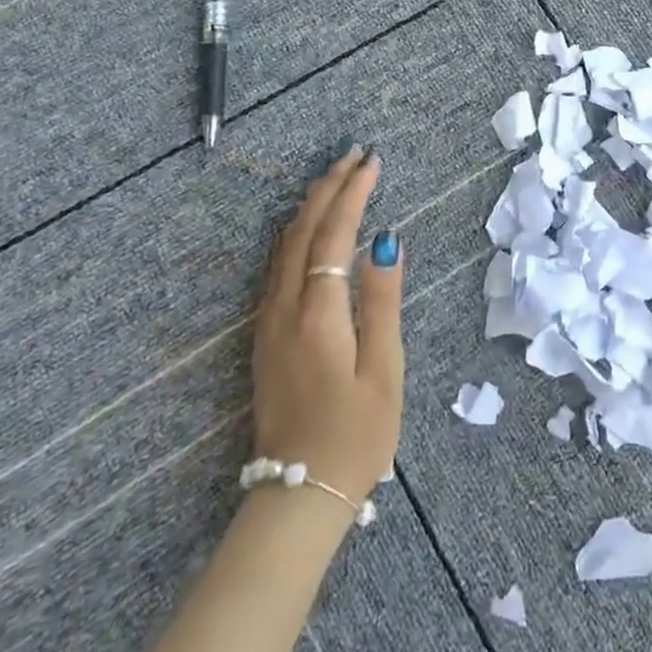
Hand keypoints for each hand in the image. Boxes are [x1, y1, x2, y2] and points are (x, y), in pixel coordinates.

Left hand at [250, 146, 403, 504]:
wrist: (298, 495)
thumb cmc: (356, 434)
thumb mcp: (384, 368)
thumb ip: (383, 301)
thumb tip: (385, 240)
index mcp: (318, 313)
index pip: (334, 234)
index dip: (353, 193)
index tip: (371, 162)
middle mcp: (284, 308)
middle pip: (303, 231)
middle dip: (329, 188)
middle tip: (353, 156)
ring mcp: (268, 323)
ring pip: (284, 246)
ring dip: (310, 207)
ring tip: (335, 179)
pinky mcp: (265, 337)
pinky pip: (278, 266)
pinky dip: (297, 233)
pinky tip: (309, 229)